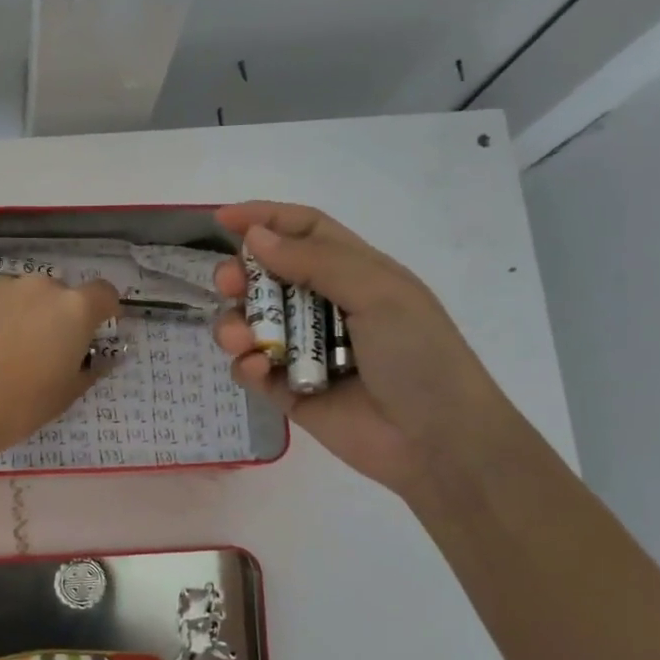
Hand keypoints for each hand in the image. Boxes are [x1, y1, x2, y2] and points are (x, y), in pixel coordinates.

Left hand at [0, 274, 120, 465]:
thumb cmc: (21, 407)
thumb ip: (91, 367)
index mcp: (74, 309)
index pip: (103, 293)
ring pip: (18, 294)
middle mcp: (39, 285)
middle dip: (54, 315)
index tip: (94, 330)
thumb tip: (101, 358)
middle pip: (56, 293)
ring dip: (18, 312)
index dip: (103, 310)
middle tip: (39, 349)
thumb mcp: (68, 394)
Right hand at [212, 201, 513, 495]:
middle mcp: (324, 307)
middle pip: (267, 277)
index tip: (221, 219)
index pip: (303, 232)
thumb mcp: (378, 293)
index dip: (265, 219)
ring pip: (251, 324)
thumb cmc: (418, 355)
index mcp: (354, 273)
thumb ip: (315, 261)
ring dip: (236, 323)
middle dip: (240, 275)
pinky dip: (247, 365)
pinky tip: (259, 369)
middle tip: (227, 283)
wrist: (437, 441)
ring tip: (240, 338)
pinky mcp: (289, 392)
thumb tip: (255, 237)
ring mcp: (304, 351)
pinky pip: (253, 370)